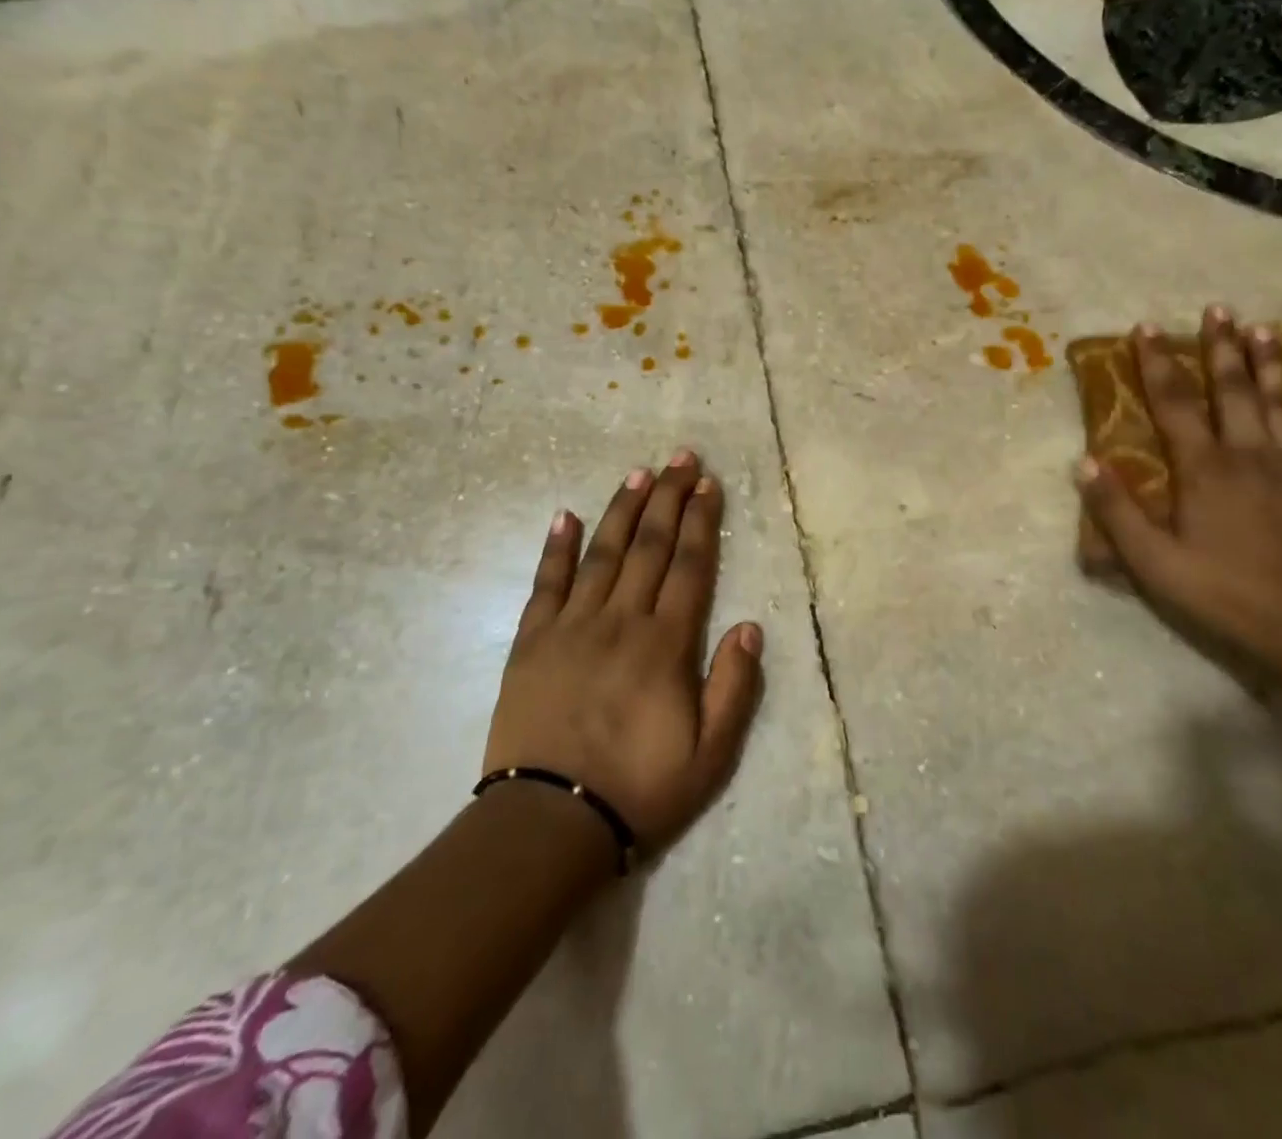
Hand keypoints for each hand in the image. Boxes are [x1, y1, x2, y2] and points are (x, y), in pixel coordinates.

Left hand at [483, 450, 763, 852]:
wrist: (549, 822)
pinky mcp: (531, 641)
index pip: (690, 567)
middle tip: (681, 458)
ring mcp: (571, 626)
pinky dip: (555, 547)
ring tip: (639, 474)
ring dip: (623, 510)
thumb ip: (734, 687)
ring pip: (602, 553)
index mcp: (665, 644)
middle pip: (650, 547)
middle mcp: (621, 621)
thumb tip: (750, 626)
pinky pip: (545, 583)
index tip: (708, 485)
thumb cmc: (639, 789)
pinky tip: (564, 515)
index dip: (702, 522)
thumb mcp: (711, 755)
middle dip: (669, 498)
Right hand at [1076, 306, 1281, 656]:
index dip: (1158, 363)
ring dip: (1275, 367)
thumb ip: (1116, 510)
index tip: (1147, 327)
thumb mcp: (1151, 559)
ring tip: (1267, 331)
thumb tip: (1085, 462)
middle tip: (1218, 309)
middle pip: (1235, 392)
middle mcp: (1253, 456)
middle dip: (1222, 348)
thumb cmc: (1222, 592)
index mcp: (1205, 469)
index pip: (1174, 403)